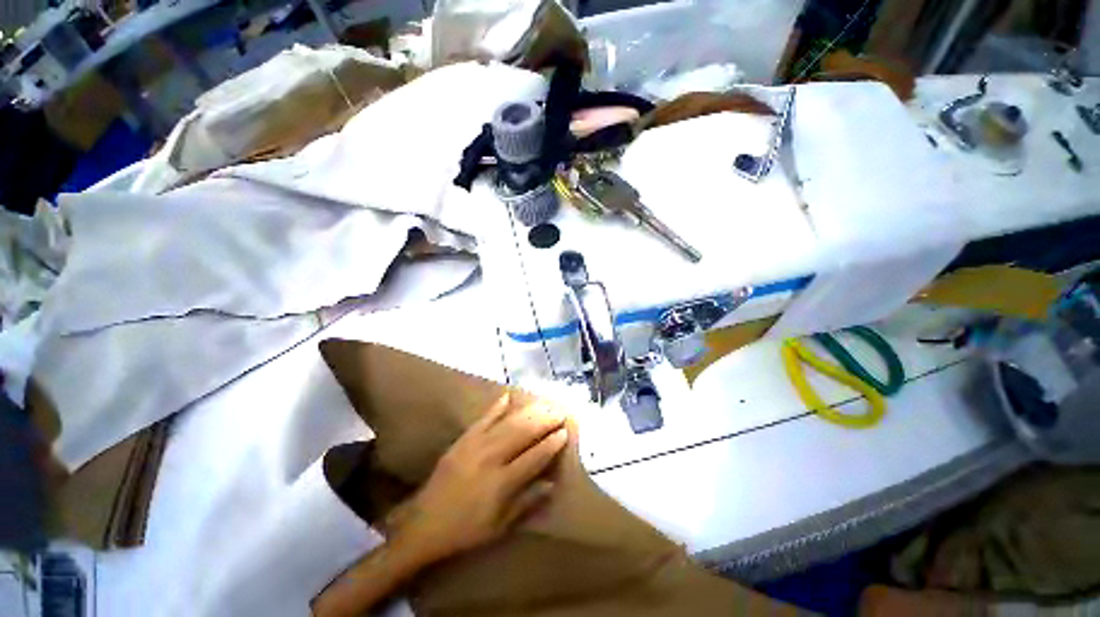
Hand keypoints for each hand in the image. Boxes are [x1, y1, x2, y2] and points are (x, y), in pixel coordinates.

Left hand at [385, 391, 568, 566]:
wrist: (424, 524)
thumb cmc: (466, 529)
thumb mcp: (499, 526)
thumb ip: (526, 502)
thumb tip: (551, 483)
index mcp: (501, 482)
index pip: (534, 457)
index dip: (551, 443)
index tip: (564, 432)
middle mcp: (490, 458)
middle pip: (523, 433)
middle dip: (544, 420)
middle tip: (558, 411)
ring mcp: (475, 445)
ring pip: (507, 423)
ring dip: (528, 412)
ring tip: (543, 403)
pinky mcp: (463, 440)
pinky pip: (483, 419)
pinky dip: (496, 407)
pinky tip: (508, 396)